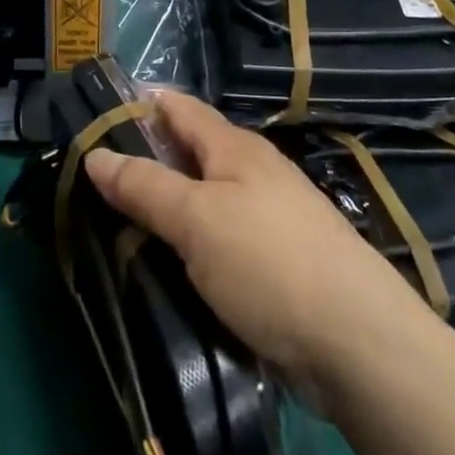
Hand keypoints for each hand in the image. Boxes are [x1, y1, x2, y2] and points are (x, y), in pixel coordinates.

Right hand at [82, 92, 424, 393]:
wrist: (362, 347)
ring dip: (165, 210)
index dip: (137, 106)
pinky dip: (189, 245)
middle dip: (144, 163)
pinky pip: (218, 239)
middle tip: (91, 184)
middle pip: (188, 155)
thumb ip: (144, 186)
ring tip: (116, 229)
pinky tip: (168, 268)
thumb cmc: (270, 265)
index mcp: (235, 148)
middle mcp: (253, 173)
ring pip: (202, 200)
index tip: (91, 120)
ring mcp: (268, 219)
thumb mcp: (196, 220)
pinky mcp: (276, 263)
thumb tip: (94, 154)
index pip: (178, 108)